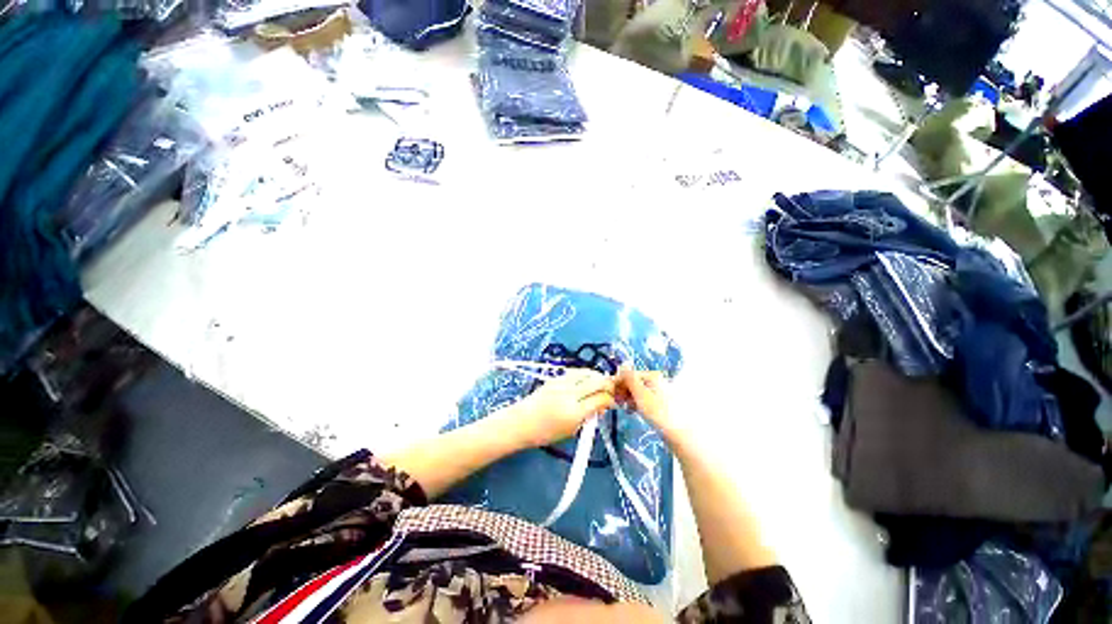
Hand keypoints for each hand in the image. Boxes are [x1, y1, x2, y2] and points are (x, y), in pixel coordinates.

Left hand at [508, 370, 615, 448]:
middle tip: (610, 391)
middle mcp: (570, 393)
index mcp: (574, 412)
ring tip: (599, 385)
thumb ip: (588, 416)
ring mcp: (562, 382)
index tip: (612, 402)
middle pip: (598, 381)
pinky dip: (586, 375)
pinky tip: (586, 381)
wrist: (521, 422)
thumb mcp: (571, 430)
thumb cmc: (545, 433)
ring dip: (598, 377)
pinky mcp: (556, 377)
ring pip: (588, 372)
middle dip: (608, 385)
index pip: (601, 399)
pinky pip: (577, 371)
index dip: (610, 399)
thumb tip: (602, 405)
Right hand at [617, 366, 680, 444]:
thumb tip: (622, 366)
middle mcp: (657, 380)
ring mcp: (661, 392)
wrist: (681, 435)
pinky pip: (645, 399)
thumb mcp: (640, 394)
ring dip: (629, 398)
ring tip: (625, 409)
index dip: (619, 383)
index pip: (630, 374)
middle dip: (624, 391)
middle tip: (617, 403)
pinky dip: (637, 403)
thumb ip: (630, 379)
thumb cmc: (659, 413)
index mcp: (653, 375)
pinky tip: (634, 411)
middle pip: (635, 382)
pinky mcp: (662, 403)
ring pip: (639, 391)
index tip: (611, 394)